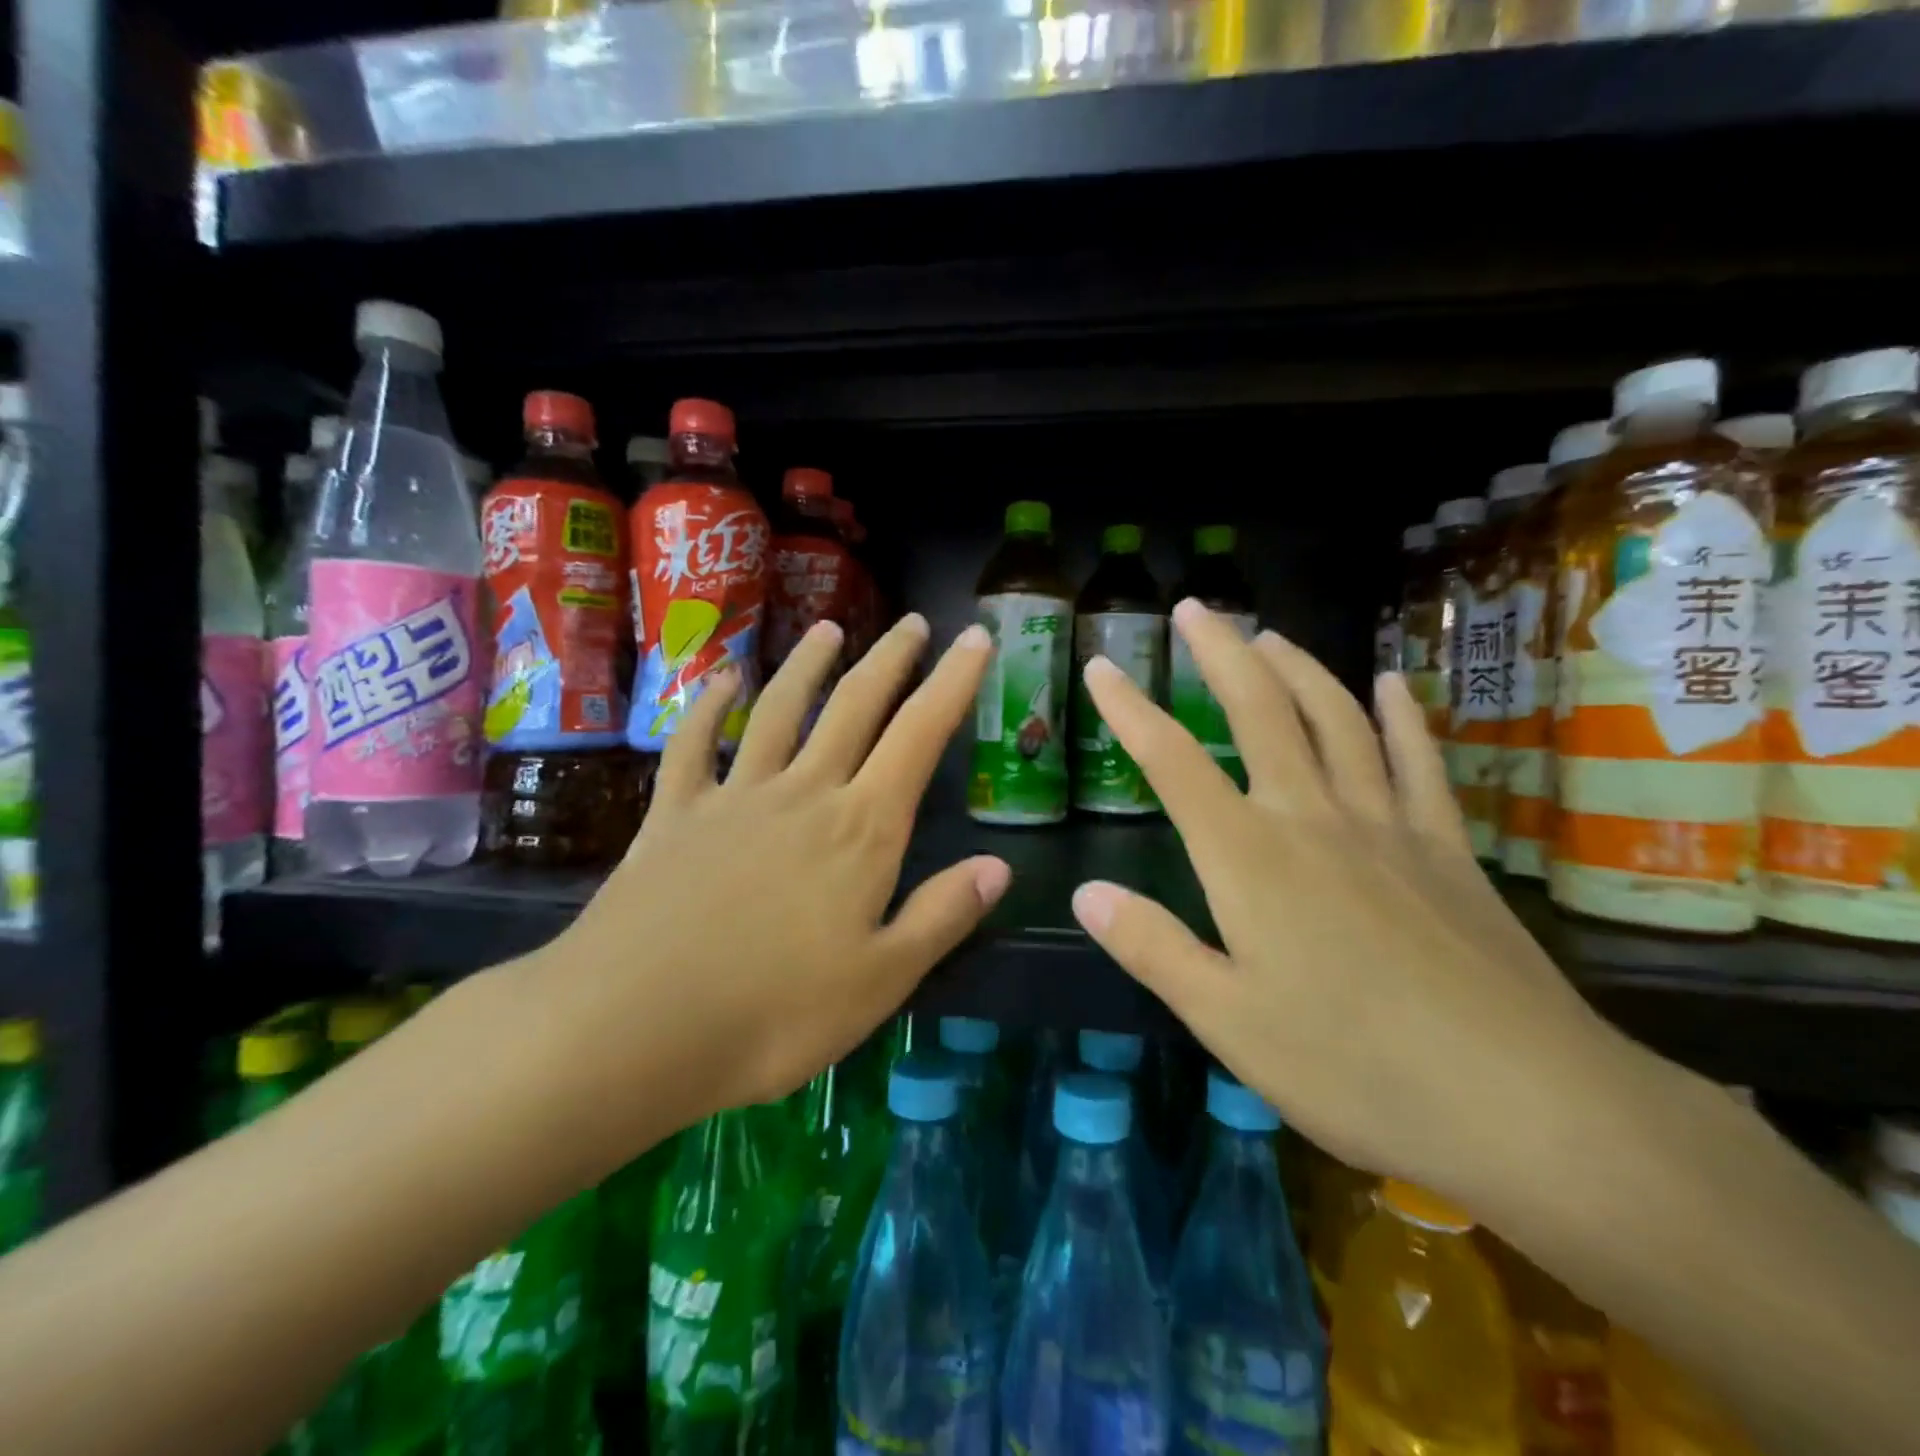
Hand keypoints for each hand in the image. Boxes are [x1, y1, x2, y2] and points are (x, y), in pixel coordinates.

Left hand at [516, 615, 1008, 1155]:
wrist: (631, 1028)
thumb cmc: (773, 1015)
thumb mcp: (880, 981)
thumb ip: (940, 917)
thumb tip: (997, 868)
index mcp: (861, 830)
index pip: (919, 737)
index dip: (953, 684)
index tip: (975, 639)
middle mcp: (804, 793)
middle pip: (854, 707)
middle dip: (890, 659)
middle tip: (913, 622)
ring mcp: (734, 797)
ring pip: (781, 711)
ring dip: (808, 665)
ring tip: (828, 628)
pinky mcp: (674, 815)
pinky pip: (693, 746)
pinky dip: (708, 707)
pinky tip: (719, 681)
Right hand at [1071, 600, 1666, 1213]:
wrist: (1527, 1103)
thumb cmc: (1354, 1067)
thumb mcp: (1227, 1021)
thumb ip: (1152, 949)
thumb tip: (1086, 893)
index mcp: (1248, 858)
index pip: (1171, 764)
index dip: (1129, 712)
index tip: (1102, 669)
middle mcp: (1312, 819)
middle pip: (1259, 713)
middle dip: (1221, 654)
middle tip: (1195, 608)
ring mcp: (1387, 826)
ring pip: (1336, 720)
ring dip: (1298, 668)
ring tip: (1268, 635)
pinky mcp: (1446, 848)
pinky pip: (1417, 762)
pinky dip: (1401, 716)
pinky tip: (1390, 684)